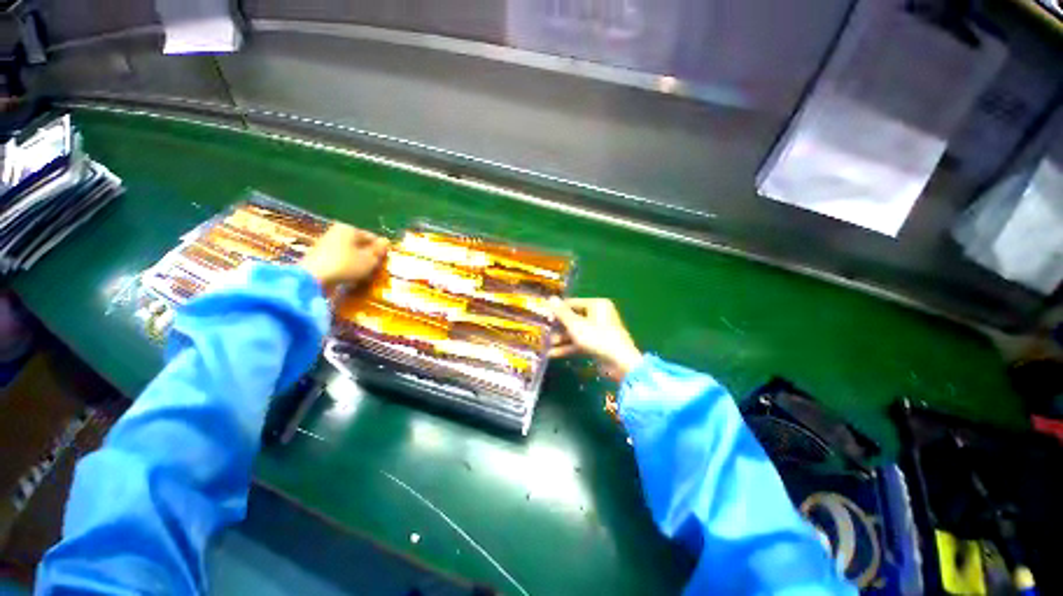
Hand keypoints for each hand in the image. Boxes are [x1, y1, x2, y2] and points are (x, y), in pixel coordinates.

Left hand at [299, 223, 387, 291]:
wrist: (313, 278)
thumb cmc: (346, 265)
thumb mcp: (369, 259)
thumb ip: (378, 250)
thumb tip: (385, 241)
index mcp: (349, 229)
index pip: (371, 237)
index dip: (380, 249)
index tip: (385, 261)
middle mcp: (336, 232)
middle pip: (359, 244)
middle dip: (369, 256)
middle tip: (376, 268)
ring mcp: (325, 244)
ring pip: (350, 252)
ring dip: (359, 262)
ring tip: (366, 274)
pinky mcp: (319, 257)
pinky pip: (340, 259)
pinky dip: (347, 266)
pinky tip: (352, 276)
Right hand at [549, 297, 641, 380]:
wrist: (620, 364)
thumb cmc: (597, 338)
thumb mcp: (576, 325)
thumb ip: (562, 313)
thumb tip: (550, 298)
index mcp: (596, 305)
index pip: (572, 303)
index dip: (558, 310)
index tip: (545, 317)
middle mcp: (598, 315)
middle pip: (573, 318)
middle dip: (558, 327)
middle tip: (545, 332)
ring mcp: (599, 331)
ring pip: (576, 332)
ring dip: (561, 338)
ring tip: (548, 345)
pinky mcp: (598, 344)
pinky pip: (580, 342)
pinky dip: (568, 347)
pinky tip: (553, 354)